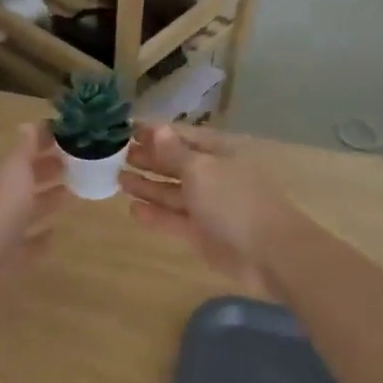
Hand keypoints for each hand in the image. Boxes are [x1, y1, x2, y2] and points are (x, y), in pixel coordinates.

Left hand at [0, 122, 67, 301]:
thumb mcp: (13, 172)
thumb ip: (23, 149)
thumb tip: (28, 124)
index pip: (22, 152)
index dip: (44, 142)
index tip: (71, 136)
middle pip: (24, 180)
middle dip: (48, 169)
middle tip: (79, 163)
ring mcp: (0, 231)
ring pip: (27, 210)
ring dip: (47, 200)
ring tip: (73, 193)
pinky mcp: (7, 260)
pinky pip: (26, 245)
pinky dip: (39, 238)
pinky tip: (54, 234)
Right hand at [122, 124, 297, 294]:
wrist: (268, 253)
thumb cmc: (234, 201)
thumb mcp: (201, 170)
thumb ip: (173, 153)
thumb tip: (155, 128)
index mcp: (219, 152)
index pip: (182, 136)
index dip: (155, 133)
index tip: (125, 130)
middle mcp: (212, 175)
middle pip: (175, 163)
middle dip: (148, 158)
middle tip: (114, 154)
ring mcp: (207, 205)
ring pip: (172, 191)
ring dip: (146, 185)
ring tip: (117, 178)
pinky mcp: (201, 232)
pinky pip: (173, 218)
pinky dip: (154, 213)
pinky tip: (132, 208)